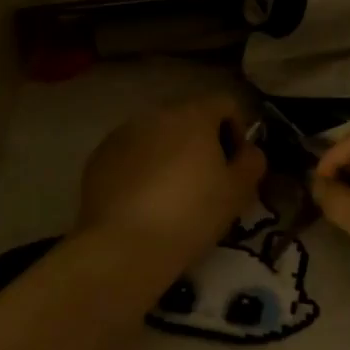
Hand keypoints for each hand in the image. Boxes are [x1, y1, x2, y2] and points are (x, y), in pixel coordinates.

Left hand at [78, 94, 265, 268]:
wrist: (125, 245)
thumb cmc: (192, 214)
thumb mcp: (237, 192)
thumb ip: (251, 162)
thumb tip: (248, 151)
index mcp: (192, 115)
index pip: (225, 104)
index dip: (238, 131)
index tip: (236, 165)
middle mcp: (154, 115)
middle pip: (188, 119)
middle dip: (201, 144)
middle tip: (207, 183)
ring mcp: (121, 135)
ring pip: (156, 137)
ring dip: (169, 156)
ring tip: (172, 196)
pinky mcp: (98, 158)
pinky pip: (130, 155)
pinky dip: (141, 169)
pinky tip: (144, 203)